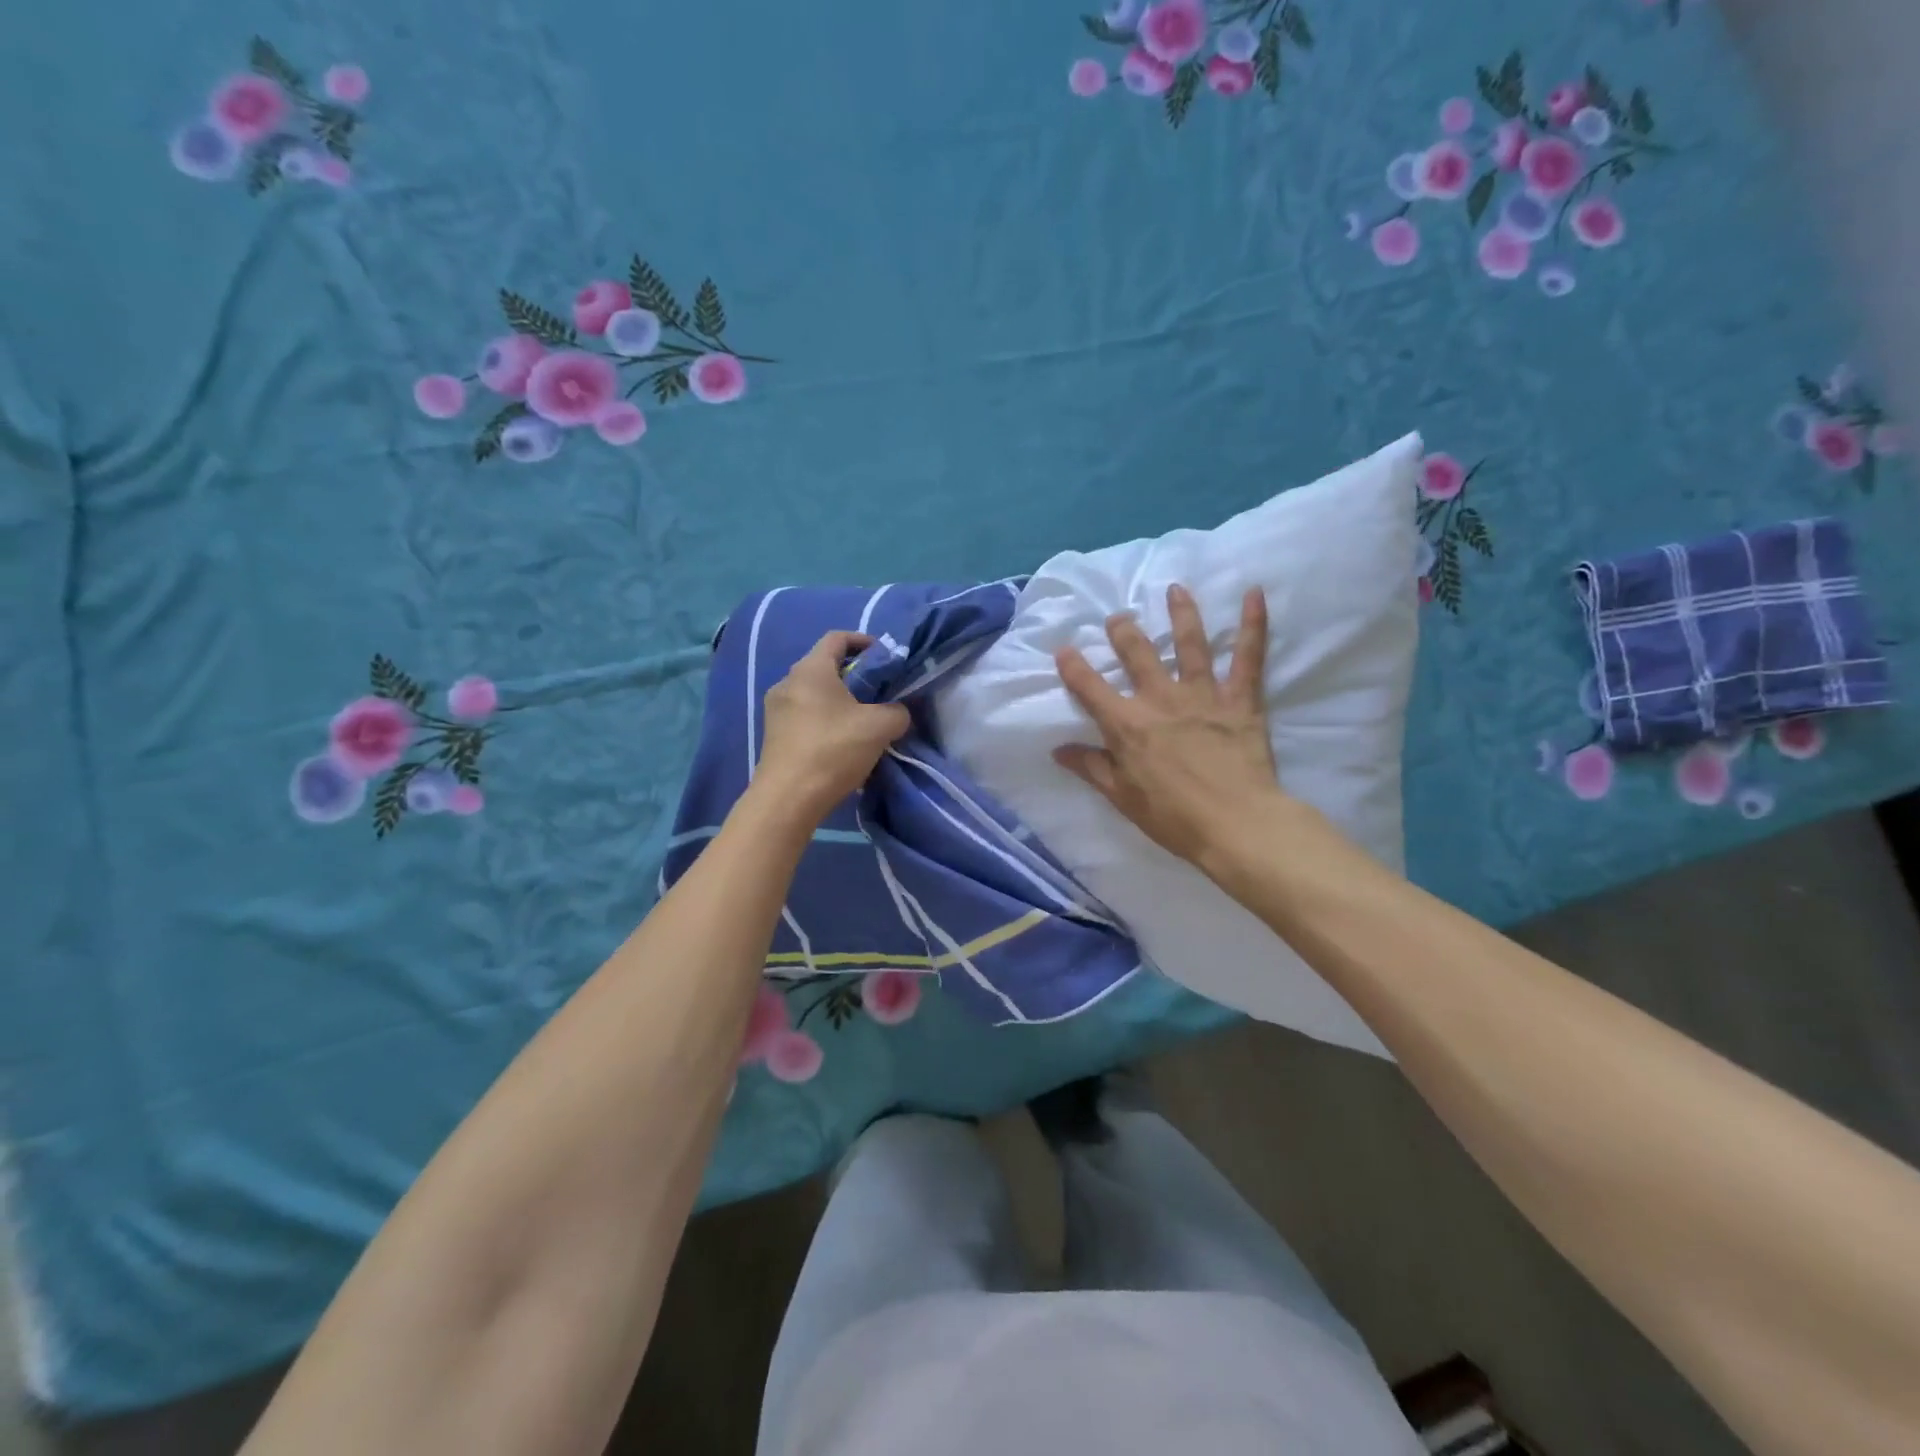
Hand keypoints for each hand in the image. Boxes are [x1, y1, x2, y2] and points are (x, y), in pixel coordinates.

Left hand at [754, 631, 910, 823]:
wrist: (788, 799)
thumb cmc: (833, 750)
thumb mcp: (880, 727)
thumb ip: (897, 711)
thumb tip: (897, 712)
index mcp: (811, 669)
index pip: (837, 638)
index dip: (864, 641)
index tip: (884, 657)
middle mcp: (788, 682)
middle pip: (825, 666)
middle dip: (855, 675)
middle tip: (880, 692)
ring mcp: (776, 710)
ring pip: (814, 693)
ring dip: (840, 700)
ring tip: (864, 721)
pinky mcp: (774, 735)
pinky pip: (805, 715)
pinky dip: (826, 719)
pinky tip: (842, 742)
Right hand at [1053, 585, 1284, 866]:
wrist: (1235, 824)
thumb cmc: (1173, 817)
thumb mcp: (1122, 797)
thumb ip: (1092, 767)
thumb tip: (1058, 750)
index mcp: (1127, 724)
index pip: (1090, 688)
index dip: (1074, 667)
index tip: (1064, 650)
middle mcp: (1160, 699)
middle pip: (1138, 654)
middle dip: (1124, 632)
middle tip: (1117, 618)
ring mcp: (1202, 695)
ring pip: (1190, 644)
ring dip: (1181, 614)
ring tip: (1175, 589)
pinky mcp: (1240, 699)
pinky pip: (1248, 657)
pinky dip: (1253, 624)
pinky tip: (1255, 594)